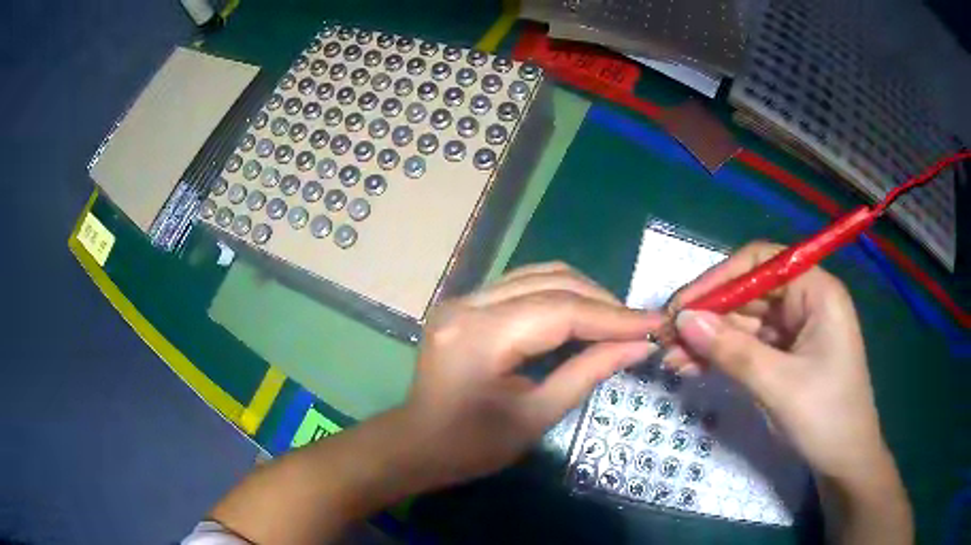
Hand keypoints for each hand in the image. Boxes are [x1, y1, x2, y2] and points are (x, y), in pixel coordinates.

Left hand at [400, 262, 661, 487]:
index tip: (655, 323)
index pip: (561, 311)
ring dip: (584, 294)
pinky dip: (559, 297)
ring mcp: (462, 298)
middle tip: (639, 325)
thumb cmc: (472, 446)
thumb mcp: (536, 416)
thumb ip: (589, 373)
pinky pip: (523, 286)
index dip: (614, 317)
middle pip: (551, 283)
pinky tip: (582, 316)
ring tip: (616, 320)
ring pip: (538, 275)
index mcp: (480, 337)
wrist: (417, 444)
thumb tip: (640, 346)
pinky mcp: (465, 303)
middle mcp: (467, 304)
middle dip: (603, 302)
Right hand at [666, 241, 888, 484]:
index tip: (682, 306)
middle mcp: (806, 302)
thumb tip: (684, 320)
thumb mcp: (778, 385)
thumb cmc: (826, 418)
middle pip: (750, 294)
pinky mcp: (787, 356)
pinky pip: (749, 347)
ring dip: (710, 340)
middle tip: (667, 338)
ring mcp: (796, 330)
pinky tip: (694, 367)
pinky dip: (723, 357)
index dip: (719, 279)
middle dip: (709, 316)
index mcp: (817, 292)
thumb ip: (732, 350)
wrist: (845, 463)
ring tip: (672, 359)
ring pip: (745, 323)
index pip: (761, 263)